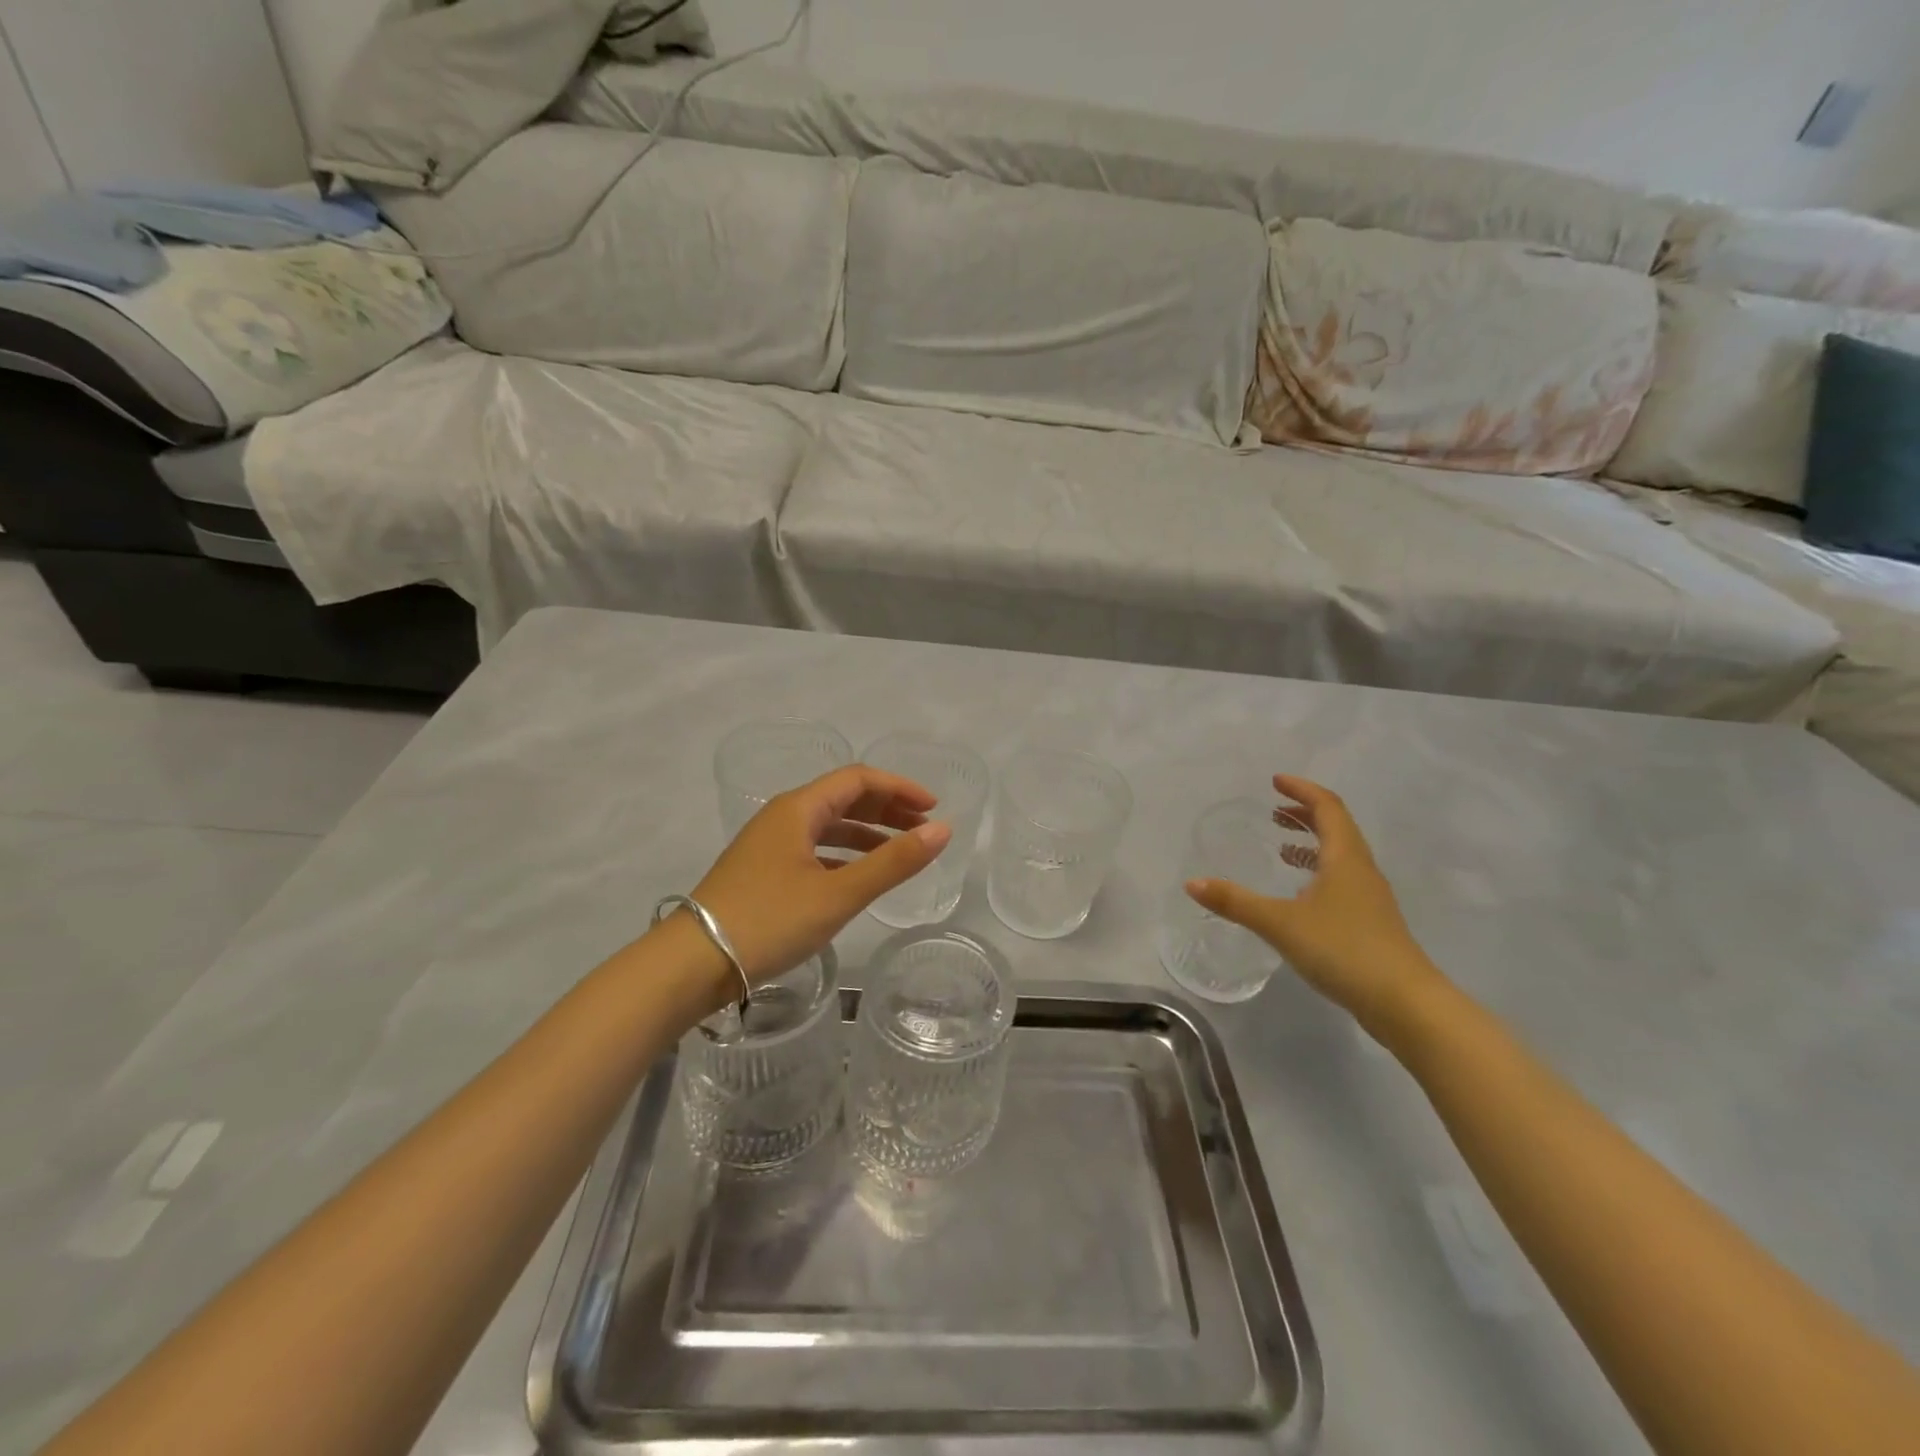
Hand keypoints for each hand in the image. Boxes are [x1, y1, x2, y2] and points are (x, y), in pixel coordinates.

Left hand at [691, 765, 953, 982]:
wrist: (692, 964)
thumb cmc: (768, 920)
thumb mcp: (839, 893)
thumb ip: (893, 862)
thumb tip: (943, 830)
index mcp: (798, 808)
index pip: (858, 779)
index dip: (899, 788)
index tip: (934, 809)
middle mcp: (782, 816)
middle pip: (843, 798)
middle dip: (887, 809)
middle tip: (923, 829)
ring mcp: (769, 845)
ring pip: (828, 826)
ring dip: (868, 833)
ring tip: (900, 853)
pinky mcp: (762, 872)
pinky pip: (814, 849)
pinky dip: (844, 855)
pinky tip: (859, 877)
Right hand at [1185, 775, 1443, 1033]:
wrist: (1405, 1003)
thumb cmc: (1344, 950)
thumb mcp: (1280, 923)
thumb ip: (1235, 902)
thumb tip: (1192, 883)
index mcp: (1345, 858)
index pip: (1327, 807)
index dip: (1302, 790)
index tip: (1276, 781)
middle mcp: (1361, 870)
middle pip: (1336, 828)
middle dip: (1305, 814)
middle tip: (1274, 811)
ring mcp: (1369, 898)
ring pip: (1340, 856)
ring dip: (1312, 843)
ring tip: (1282, 847)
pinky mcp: (1370, 923)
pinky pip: (1341, 881)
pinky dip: (1318, 872)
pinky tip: (1299, 895)